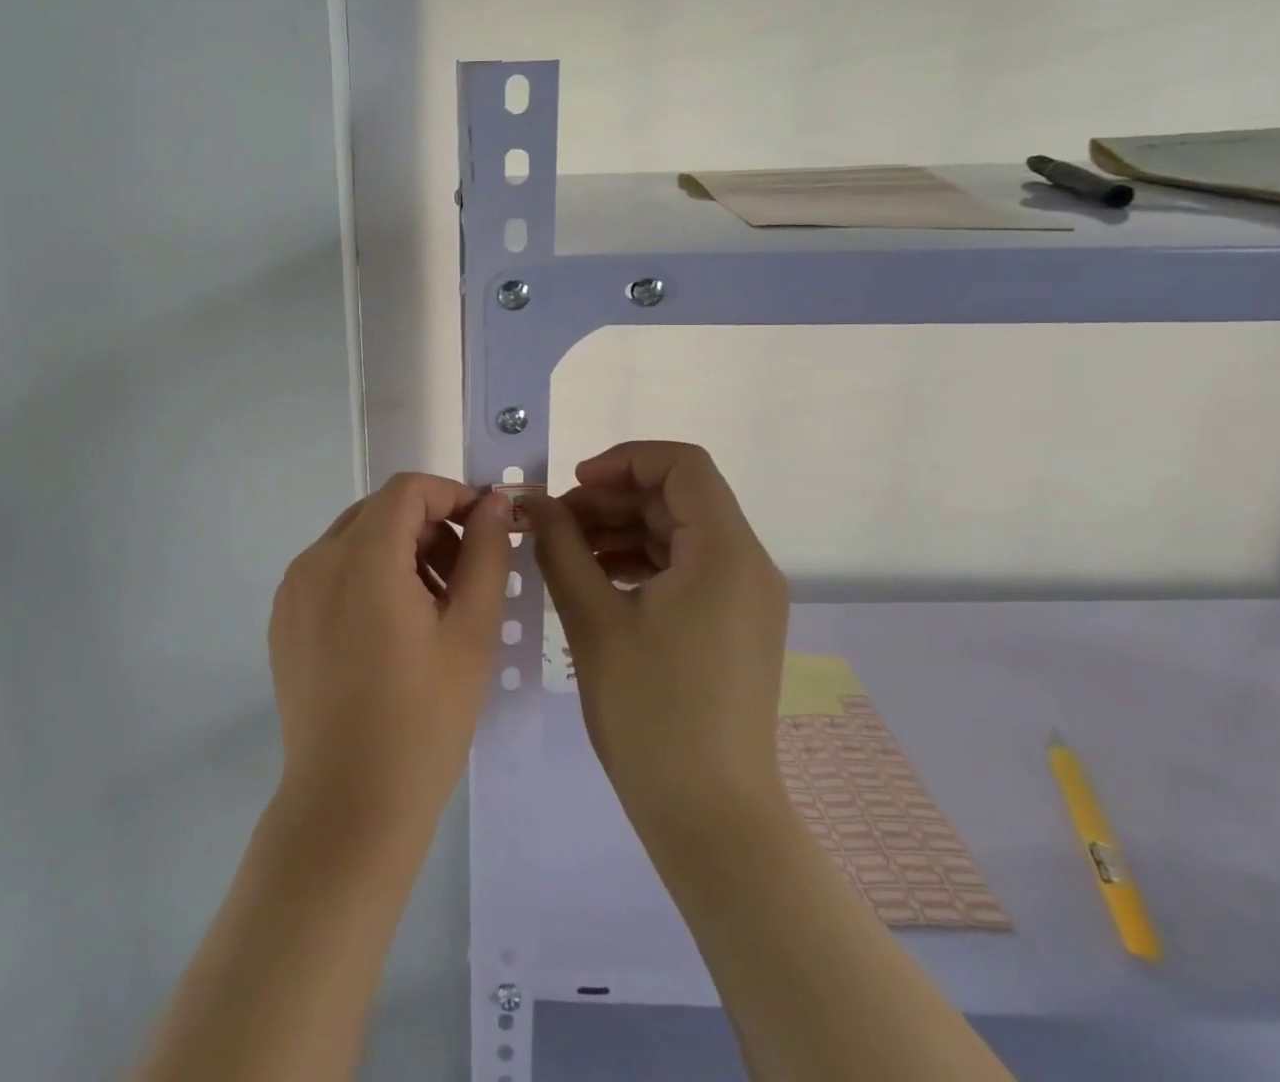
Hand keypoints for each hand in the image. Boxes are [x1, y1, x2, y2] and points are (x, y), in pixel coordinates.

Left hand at [267, 474, 511, 867]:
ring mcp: (293, 591)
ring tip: (432, 610)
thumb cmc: (423, 719)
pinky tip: (390, 631)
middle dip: (429, 528)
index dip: (453, 497)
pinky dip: (367, 577)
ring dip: (399, 553)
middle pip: (380, 512)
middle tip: (464, 579)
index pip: (408, 490)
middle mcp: (316, 560)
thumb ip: (486, 553)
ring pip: (355, 540)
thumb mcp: (470, 631)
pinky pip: (331, 572)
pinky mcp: (284, 620)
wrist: (349, 806)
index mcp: (361, 556)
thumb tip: (494, 503)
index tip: (485, 530)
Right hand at [529, 442, 790, 839]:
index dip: (624, 461)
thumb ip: (560, 547)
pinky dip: (639, 563)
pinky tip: (595, 582)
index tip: (573, 487)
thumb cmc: (651, 712)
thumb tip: (533, 503)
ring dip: (621, 531)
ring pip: (678, 534)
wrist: (711, 819)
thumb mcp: (593, 618)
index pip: (682, 465)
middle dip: (612, 500)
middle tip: (555, 525)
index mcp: (725, 551)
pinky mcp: (734, 627)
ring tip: (566, 554)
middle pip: (678, 499)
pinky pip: (685, 570)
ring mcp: (745, 599)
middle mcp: (746, 564)